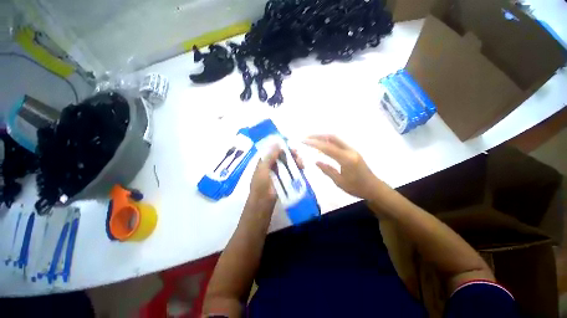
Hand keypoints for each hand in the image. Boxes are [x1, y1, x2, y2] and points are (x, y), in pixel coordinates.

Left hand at [249, 146, 303, 209]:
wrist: (263, 203)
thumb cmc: (261, 185)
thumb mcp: (263, 169)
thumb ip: (270, 156)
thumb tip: (277, 143)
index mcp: (265, 161)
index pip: (274, 150)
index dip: (282, 147)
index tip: (290, 146)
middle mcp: (272, 165)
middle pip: (283, 156)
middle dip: (291, 154)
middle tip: (298, 155)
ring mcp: (279, 173)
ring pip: (288, 163)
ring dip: (295, 161)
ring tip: (301, 163)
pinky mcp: (285, 179)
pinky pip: (291, 171)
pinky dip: (297, 169)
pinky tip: (301, 168)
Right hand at [304, 135, 383, 200]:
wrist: (374, 188)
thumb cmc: (357, 188)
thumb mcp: (339, 182)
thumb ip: (327, 170)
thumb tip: (316, 161)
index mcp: (346, 159)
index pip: (327, 147)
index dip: (314, 143)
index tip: (303, 141)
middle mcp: (349, 151)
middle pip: (332, 137)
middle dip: (318, 135)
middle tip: (306, 137)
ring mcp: (352, 149)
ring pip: (335, 138)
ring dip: (323, 137)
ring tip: (311, 140)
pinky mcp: (352, 151)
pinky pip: (338, 143)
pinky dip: (328, 142)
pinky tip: (322, 148)